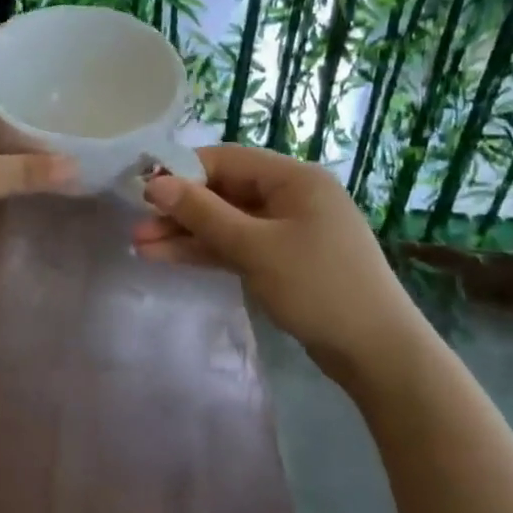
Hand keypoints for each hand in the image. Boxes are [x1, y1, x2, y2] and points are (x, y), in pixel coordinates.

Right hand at [132, 145, 432, 389]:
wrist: (376, 352)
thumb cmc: (318, 287)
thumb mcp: (255, 247)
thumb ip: (203, 214)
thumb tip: (155, 184)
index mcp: (294, 178)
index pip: (226, 160)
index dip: (181, 172)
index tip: (142, 190)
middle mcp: (291, 196)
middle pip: (224, 192)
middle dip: (180, 210)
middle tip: (136, 227)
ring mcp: (288, 230)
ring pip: (227, 222)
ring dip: (187, 234)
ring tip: (141, 246)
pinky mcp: (284, 260)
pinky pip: (238, 246)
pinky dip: (207, 252)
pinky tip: (168, 258)